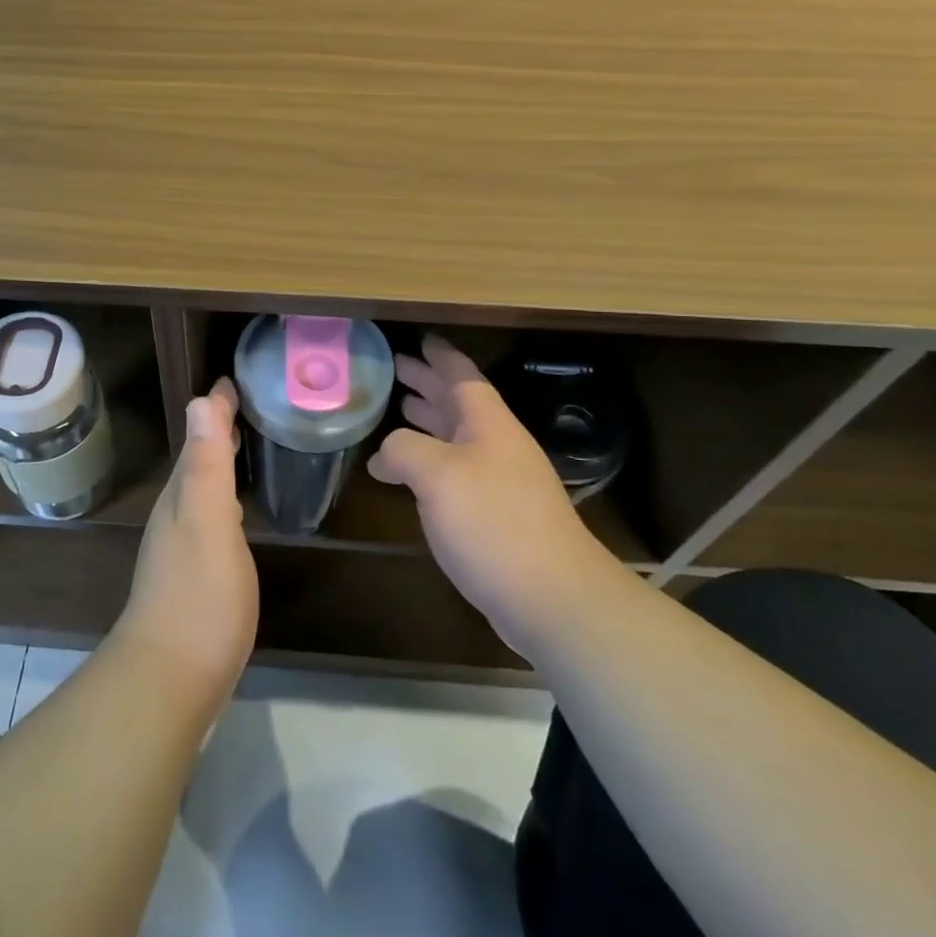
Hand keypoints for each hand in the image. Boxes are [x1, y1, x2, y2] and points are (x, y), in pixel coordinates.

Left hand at [114, 379, 257, 718]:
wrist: (170, 680)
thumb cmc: (198, 597)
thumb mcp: (208, 522)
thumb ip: (206, 465)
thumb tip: (200, 400)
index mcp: (182, 496)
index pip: (199, 438)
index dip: (215, 410)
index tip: (231, 381)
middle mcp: (176, 515)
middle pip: (197, 461)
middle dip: (215, 431)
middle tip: (240, 406)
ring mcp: (181, 549)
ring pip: (200, 490)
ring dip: (217, 464)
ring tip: (239, 448)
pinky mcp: (192, 578)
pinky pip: (208, 519)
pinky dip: (221, 500)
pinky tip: (232, 514)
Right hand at [369, 335, 619, 659]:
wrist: (553, 598)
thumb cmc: (493, 523)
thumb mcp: (437, 475)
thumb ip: (403, 450)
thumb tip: (382, 457)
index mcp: (488, 423)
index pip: (462, 374)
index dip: (439, 355)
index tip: (420, 338)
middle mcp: (497, 445)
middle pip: (459, 402)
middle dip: (428, 382)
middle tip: (397, 367)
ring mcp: (501, 481)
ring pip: (458, 436)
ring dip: (430, 418)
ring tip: (400, 408)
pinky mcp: (498, 516)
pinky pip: (457, 470)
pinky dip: (432, 459)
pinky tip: (412, 473)